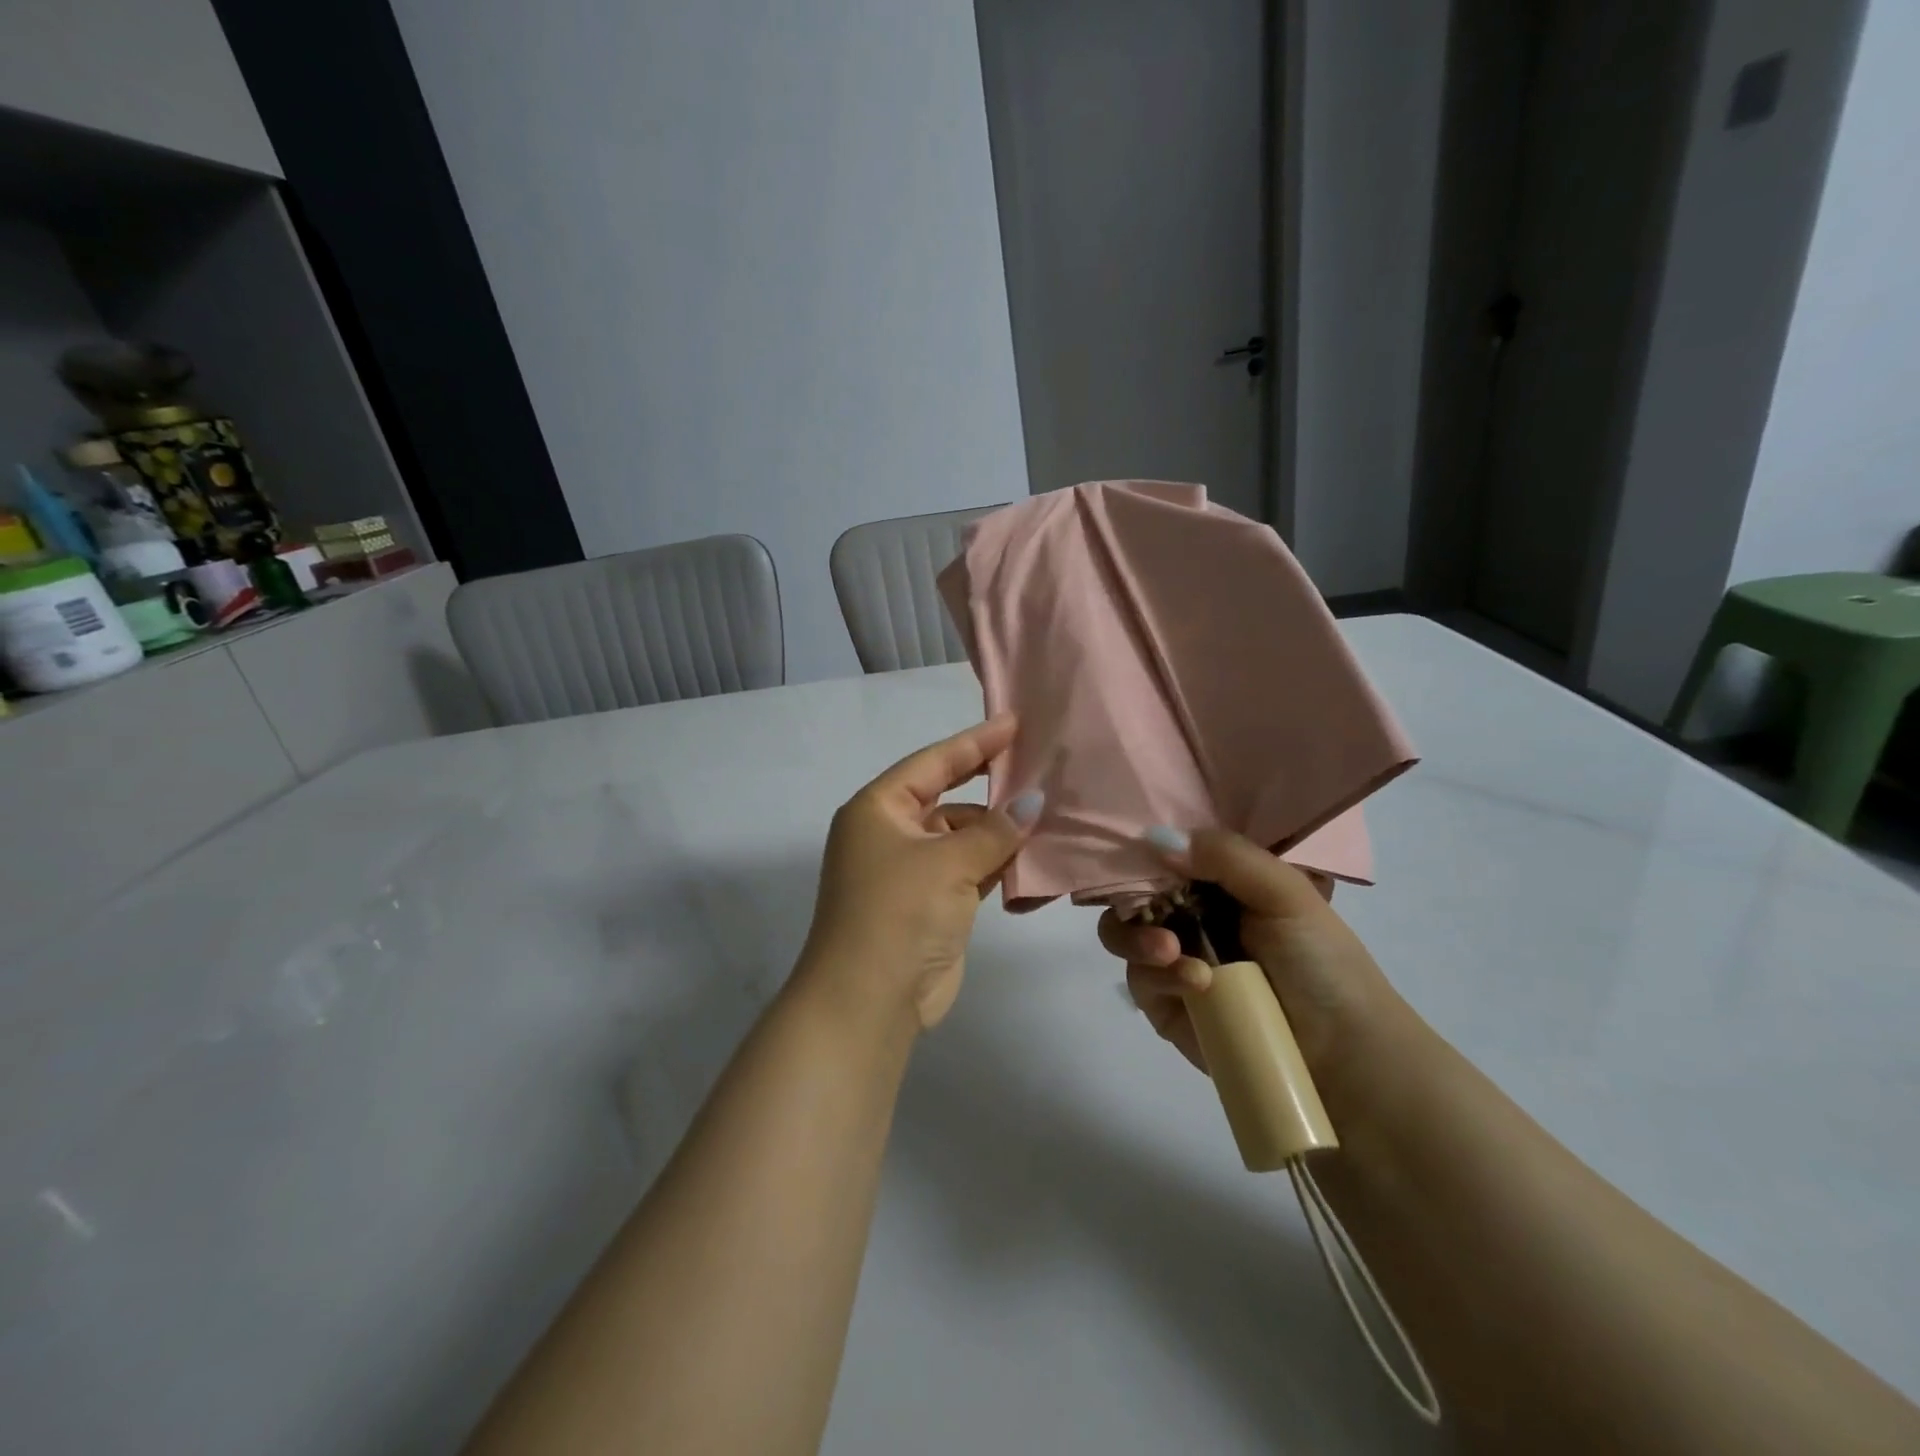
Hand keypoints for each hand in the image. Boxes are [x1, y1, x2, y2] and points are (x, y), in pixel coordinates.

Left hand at [800, 714, 1042, 1028]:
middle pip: (947, 798)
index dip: (974, 742)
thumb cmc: (899, 913)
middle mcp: (890, 834)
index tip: (1014, 723)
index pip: (932, 763)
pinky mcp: (930, 904)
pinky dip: (995, 863)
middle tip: (1036, 764)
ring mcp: (910, 871)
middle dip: (989, 785)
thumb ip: (995, 830)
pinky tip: (1032, 856)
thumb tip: (1033, 801)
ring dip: (998, 830)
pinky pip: (968, 870)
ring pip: (961, 837)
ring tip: (1047, 813)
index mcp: (877, 809)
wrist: (869, 1001)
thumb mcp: (948, 863)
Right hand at [1100, 827, 1411, 1085]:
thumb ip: (1226, 855)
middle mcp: (1191, 916)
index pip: (1168, 854)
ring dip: (1137, 939)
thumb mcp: (1286, 893)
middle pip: (1133, 893)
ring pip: (1124, 935)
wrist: (1343, 1055)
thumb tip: (1156, 838)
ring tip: (1168, 952)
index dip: (1148, 850)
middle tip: (1153, 913)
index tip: (1141, 851)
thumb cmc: (1321, 961)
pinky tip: (1195, 985)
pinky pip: (1139, 981)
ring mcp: (1174, 960)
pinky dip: (1159, 977)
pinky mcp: (1166, 1005)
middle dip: (1132, 899)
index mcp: (1219, 883)